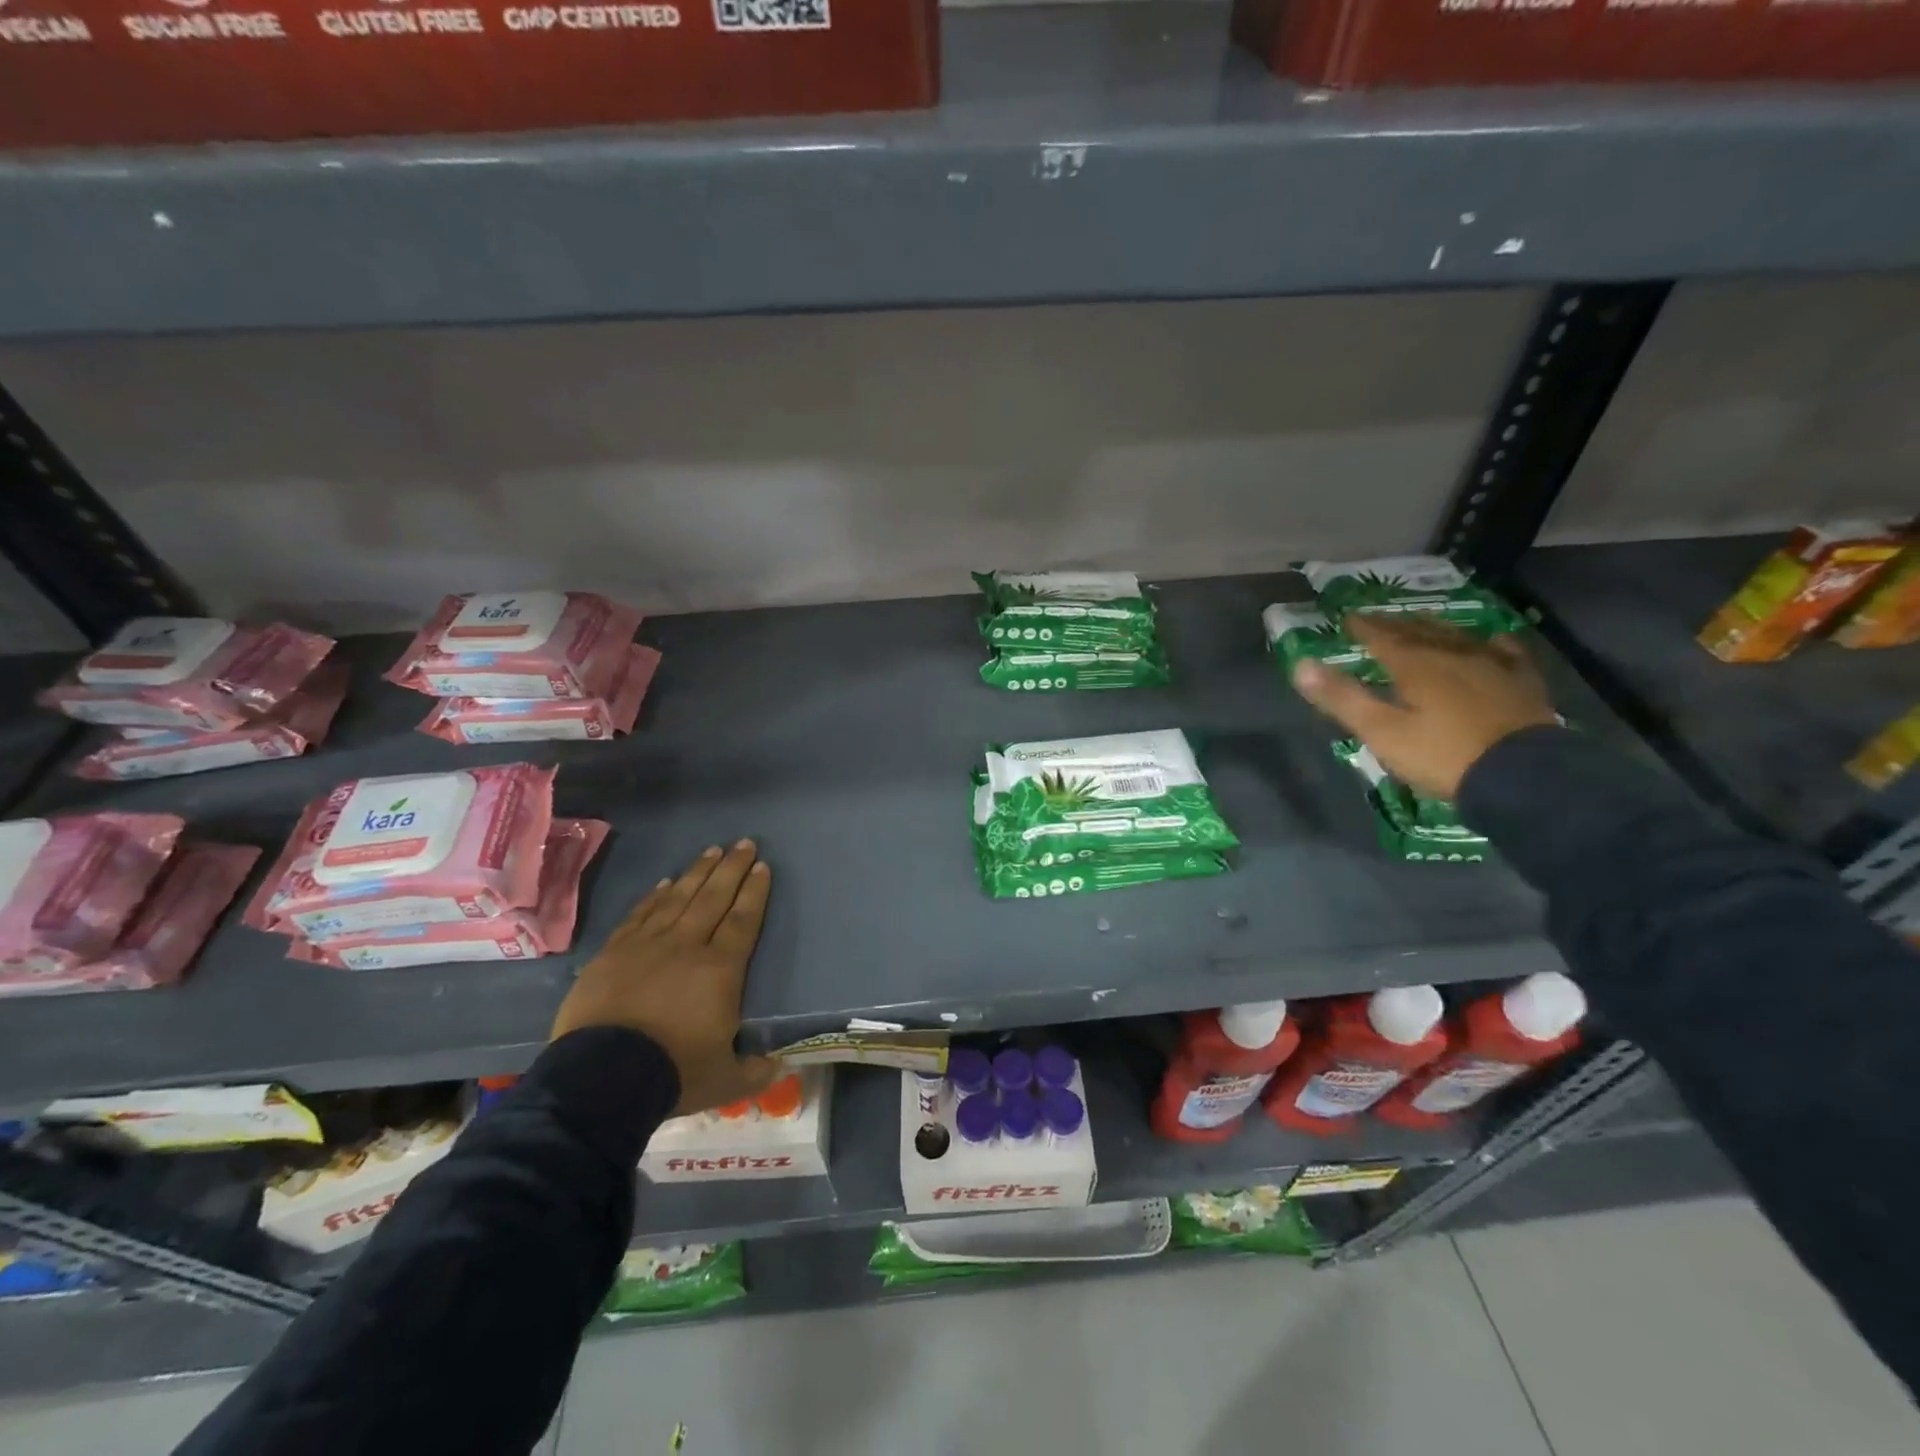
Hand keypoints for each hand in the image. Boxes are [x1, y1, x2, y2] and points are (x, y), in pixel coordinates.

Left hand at [552, 841, 778, 1115]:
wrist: (602, 1078)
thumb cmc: (673, 1073)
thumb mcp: (724, 1080)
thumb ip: (754, 1071)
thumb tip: (779, 1068)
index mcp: (721, 970)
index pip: (744, 920)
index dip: (755, 892)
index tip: (762, 866)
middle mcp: (687, 946)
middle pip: (714, 898)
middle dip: (731, 869)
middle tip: (744, 843)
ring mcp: (647, 945)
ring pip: (679, 898)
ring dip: (697, 872)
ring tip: (711, 851)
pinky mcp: (614, 953)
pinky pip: (640, 915)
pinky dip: (654, 897)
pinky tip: (665, 883)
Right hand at [1291, 614, 1557, 801]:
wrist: (1523, 774)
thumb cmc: (1442, 755)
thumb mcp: (1382, 732)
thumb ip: (1342, 698)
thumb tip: (1301, 665)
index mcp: (1415, 665)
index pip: (1382, 637)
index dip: (1363, 627)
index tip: (1347, 617)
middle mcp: (1452, 654)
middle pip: (1418, 631)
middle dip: (1394, 624)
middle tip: (1377, 618)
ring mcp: (1492, 664)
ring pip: (1456, 636)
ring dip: (1433, 627)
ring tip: (1420, 621)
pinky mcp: (1521, 681)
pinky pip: (1504, 650)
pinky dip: (1488, 641)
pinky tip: (1489, 640)